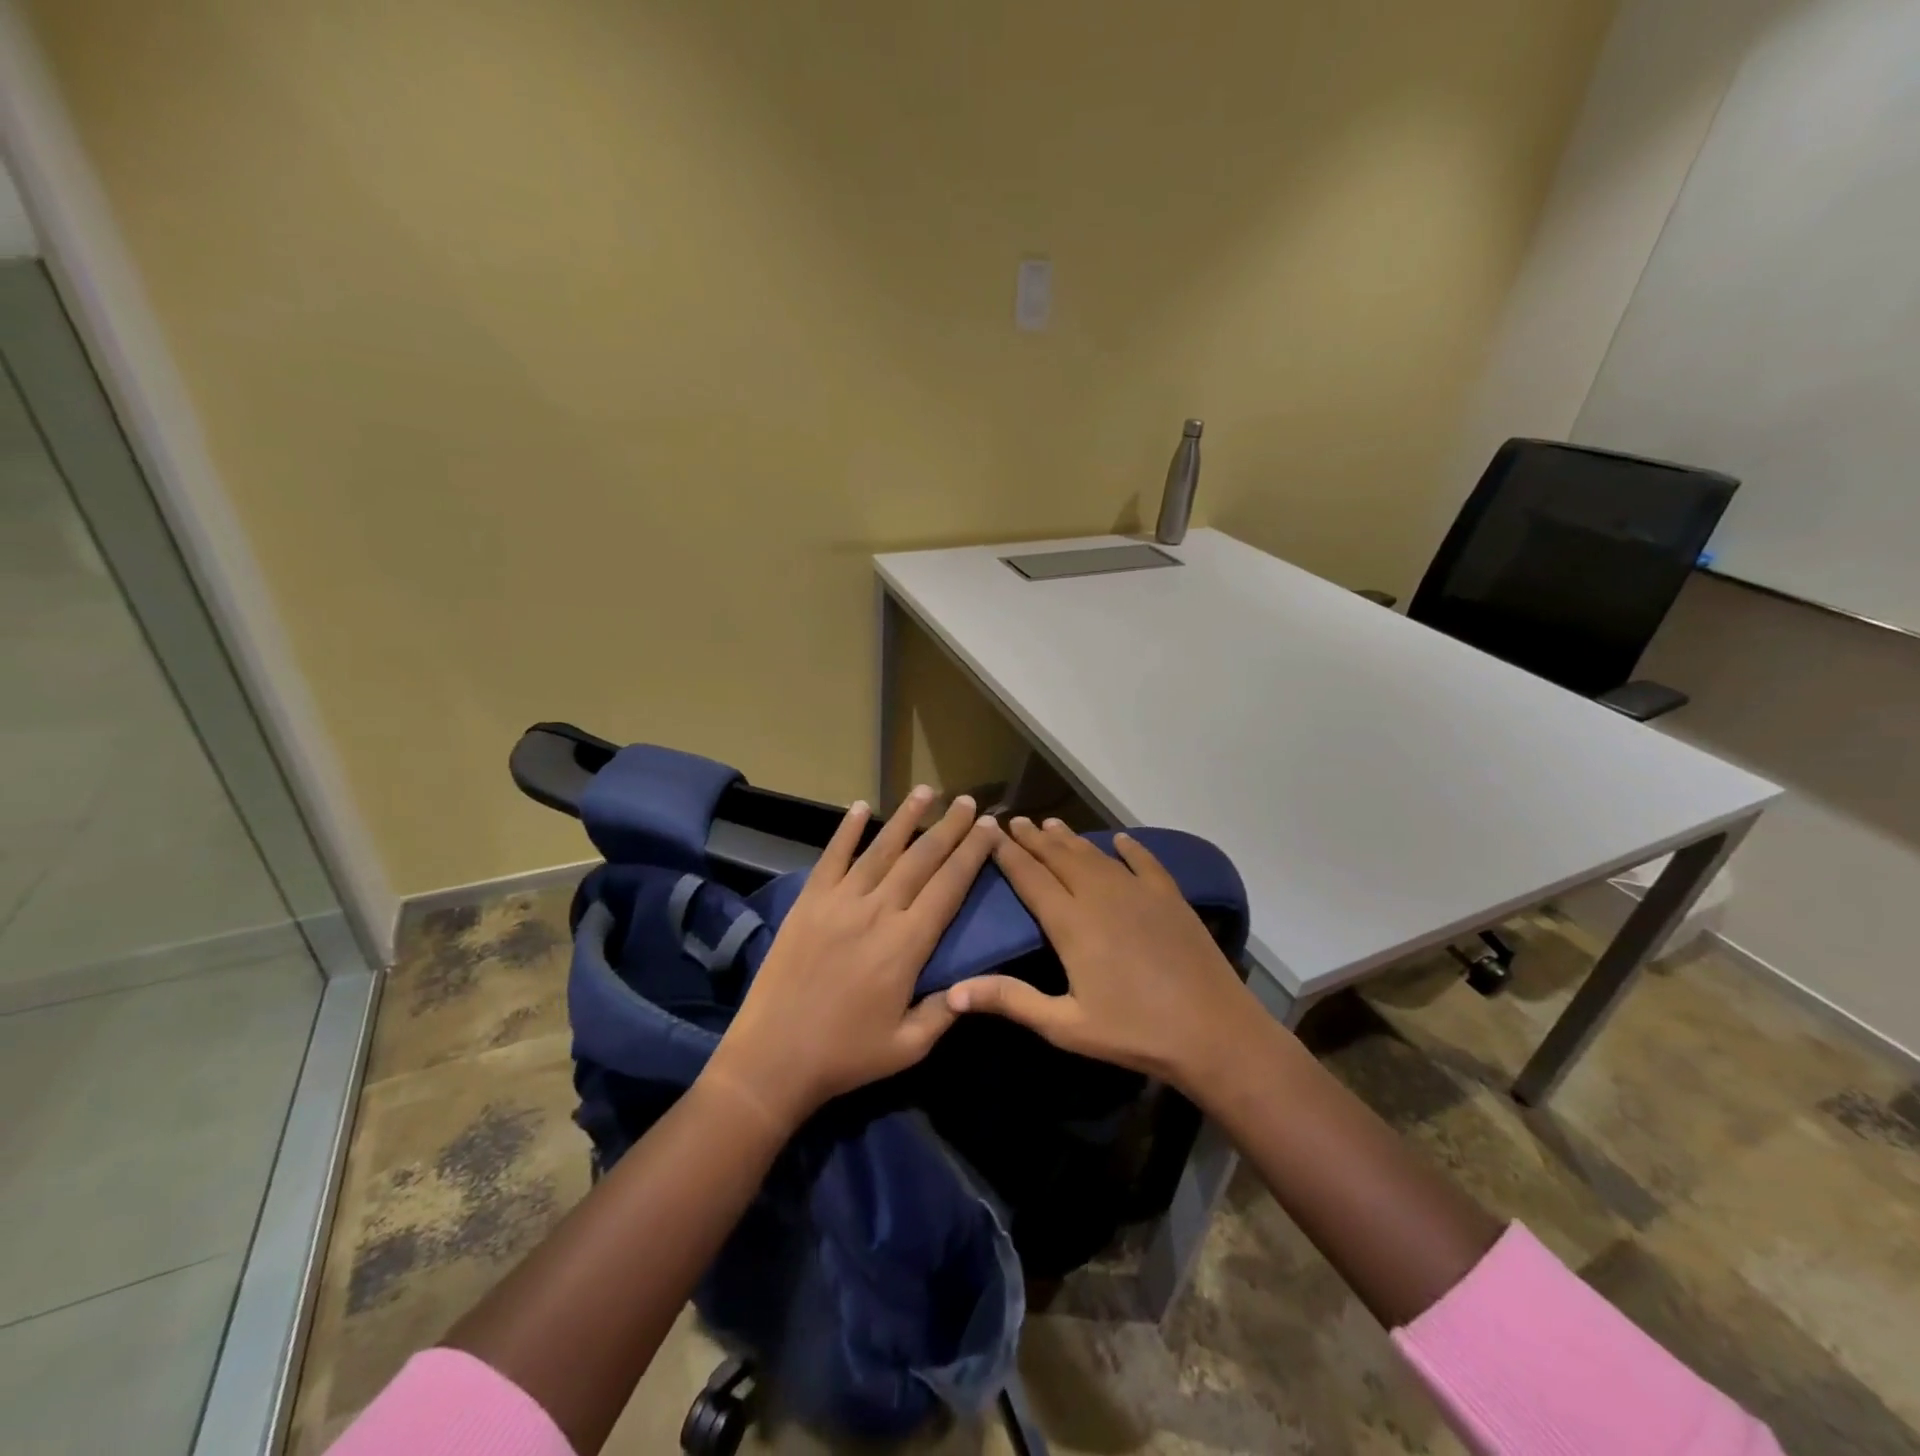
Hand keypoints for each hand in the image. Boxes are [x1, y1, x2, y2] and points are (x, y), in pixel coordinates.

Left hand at [704, 787, 1000, 1130]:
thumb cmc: (846, 1056)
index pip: (949, 886)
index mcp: (907, 944)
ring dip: (906, 817)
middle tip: (968, 801)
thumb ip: (946, 1011)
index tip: (990, 828)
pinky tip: (860, 806)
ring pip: (881, 849)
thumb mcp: (909, 1046)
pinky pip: (832, 857)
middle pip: (921, 859)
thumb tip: (975, 985)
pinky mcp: (809, 902)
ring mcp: (839, 902)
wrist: (772, 1058)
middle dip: (949, 827)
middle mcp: (877, 912)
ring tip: (926, 791)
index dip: (972, 854)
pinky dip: (846, 830)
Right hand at [945, 817, 1262, 1091]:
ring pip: (1095, 855)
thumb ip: (1010, 1000)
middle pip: (1060, 857)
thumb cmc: (1133, 1032)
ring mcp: (1138, 891)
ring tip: (1052, 823)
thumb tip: (953, 992)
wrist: (1213, 1031)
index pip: (1030, 877)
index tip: (990, 831)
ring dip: (1071, 838)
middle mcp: (1100, 895)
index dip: (1007, 853)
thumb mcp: (1065, 1025)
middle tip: (1016, 820)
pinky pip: (1144, 862)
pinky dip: (1129, 848)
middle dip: (1035, 838)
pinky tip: (1120, 839)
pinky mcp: (1169, 897)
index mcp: (1071, 922)